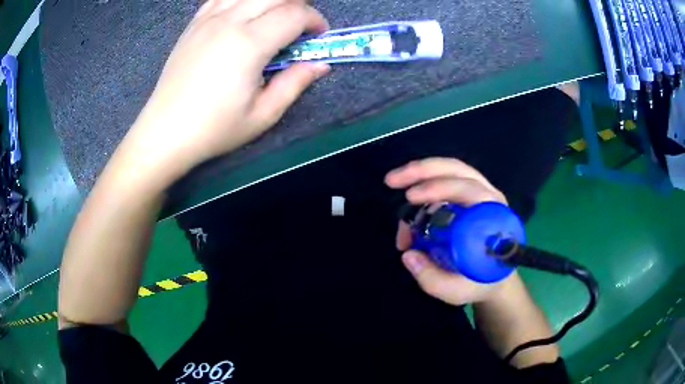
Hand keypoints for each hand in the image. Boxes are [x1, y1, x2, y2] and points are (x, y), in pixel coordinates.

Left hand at [124, 0, 330, 177]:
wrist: (165, 132)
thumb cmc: (213, 129)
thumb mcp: (262, 115)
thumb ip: (295, 84)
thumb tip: (320, 65)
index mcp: (249, 44)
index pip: (295, 14)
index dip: (315, 21)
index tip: (318, 37)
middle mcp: (229, 22)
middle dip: (298, 5)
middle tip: (300, 26)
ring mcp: (208, 19)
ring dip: (270, 1)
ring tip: (274, 18)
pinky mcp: (194, 24)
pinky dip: (241, 0)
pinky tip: (244, 13)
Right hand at [385, 157, 516, 305]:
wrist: (495, 280)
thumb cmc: (480, 283)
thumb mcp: (456, 291)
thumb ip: (432, 278)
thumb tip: (408, 254)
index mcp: (493, 218)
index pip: (469, 190)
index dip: (439, 189)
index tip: (411, 198)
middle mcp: (489, 199)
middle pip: (457, 170)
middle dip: (422, 171)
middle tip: (392, 181)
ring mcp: (480, 193)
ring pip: (450, 168)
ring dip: (420, 171)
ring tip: (394, 181)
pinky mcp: (470, 196)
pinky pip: (447, 178)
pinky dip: (424, 182)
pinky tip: (410, 198)